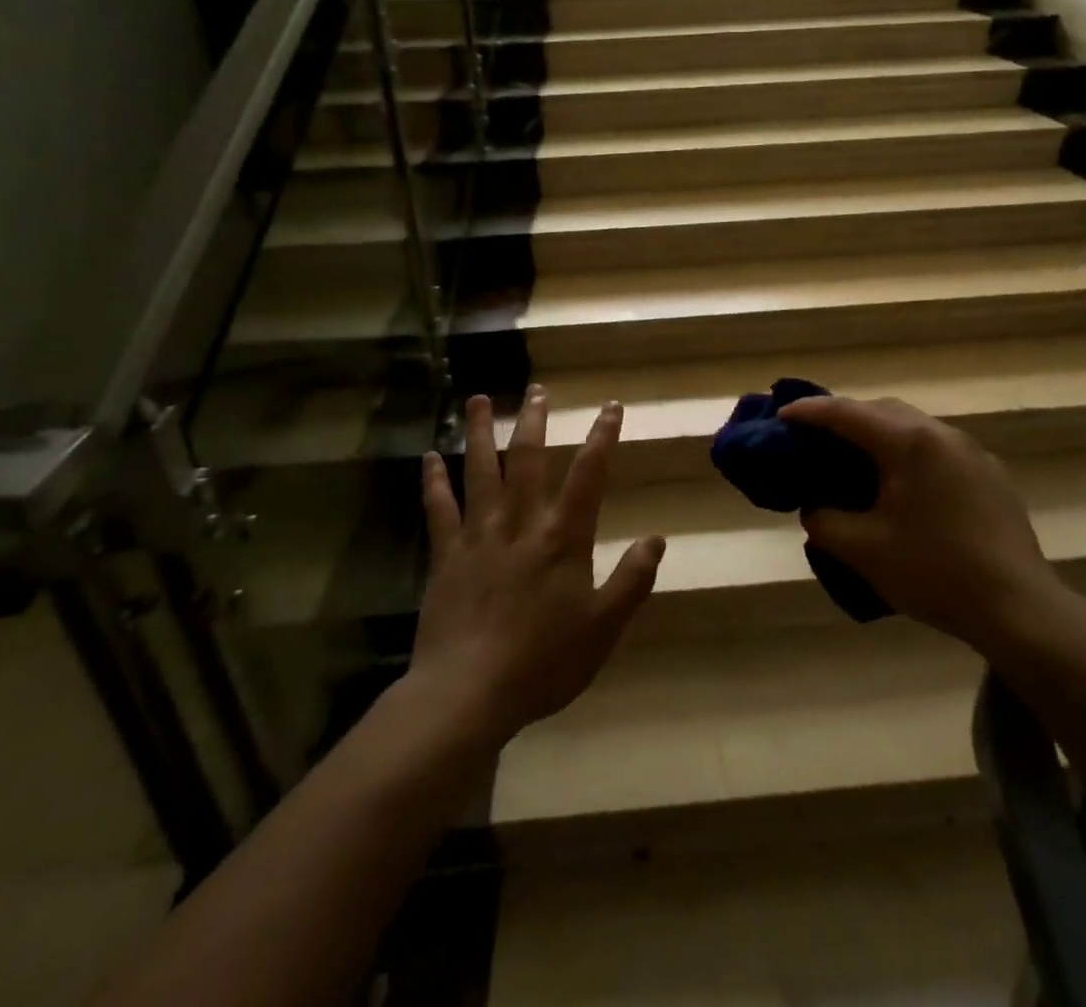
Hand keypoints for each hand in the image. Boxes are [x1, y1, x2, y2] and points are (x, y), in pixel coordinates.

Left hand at [408, 387, 664, 748]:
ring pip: (479, 473)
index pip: (589, 476)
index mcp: (562, 539)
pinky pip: (439, 511)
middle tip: (538, 390)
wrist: (468, 694)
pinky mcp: (446, 557)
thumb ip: (632, 581)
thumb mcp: (603, 628)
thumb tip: (657, 539)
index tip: (610, 407)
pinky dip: (434, 482)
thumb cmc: (543, 663)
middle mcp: (520, 525)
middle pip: (527, 461)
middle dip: (535, 422)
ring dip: (479, 433)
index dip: (602, 437)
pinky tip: (428, 457)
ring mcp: (478, 537)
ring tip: (477, 399)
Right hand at [778, 394, 1064, 649]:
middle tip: (816, 438)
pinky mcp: (991, 475)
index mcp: (909, 443)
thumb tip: (816, 507)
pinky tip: (903, 486)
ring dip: (879, 435)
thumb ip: (824, 520)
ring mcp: (972, 453)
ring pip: (913, 427)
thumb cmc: (935, 572)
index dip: (809, 412)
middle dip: (845, 418)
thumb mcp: (863, 550)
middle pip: (882, 410)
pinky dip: (908, 454)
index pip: (846, 413)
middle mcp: (942, 435)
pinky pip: (937, 449)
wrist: (1019, 610)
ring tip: (856, 460)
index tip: (781, 416)